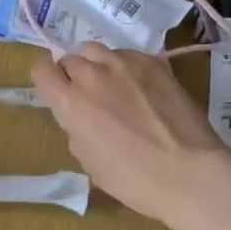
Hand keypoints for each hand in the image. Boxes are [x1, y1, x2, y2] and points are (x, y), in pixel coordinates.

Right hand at [30, 43, 230, 226]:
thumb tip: (81, 117)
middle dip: (73, 74)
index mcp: (70, 103)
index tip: (56, 91)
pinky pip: (127, 54)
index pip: (41, 70)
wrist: (189, 173)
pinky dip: (125, 66)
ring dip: (97, 64)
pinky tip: (140, 87)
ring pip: (97, 50)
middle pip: (70, 59)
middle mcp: (92, 75)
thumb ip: (76, 130)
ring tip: (112, 85)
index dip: (46, 80)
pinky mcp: (153, 62)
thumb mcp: (89, 162)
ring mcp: (124, 64)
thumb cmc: (133, 180)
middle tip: (89, 96)